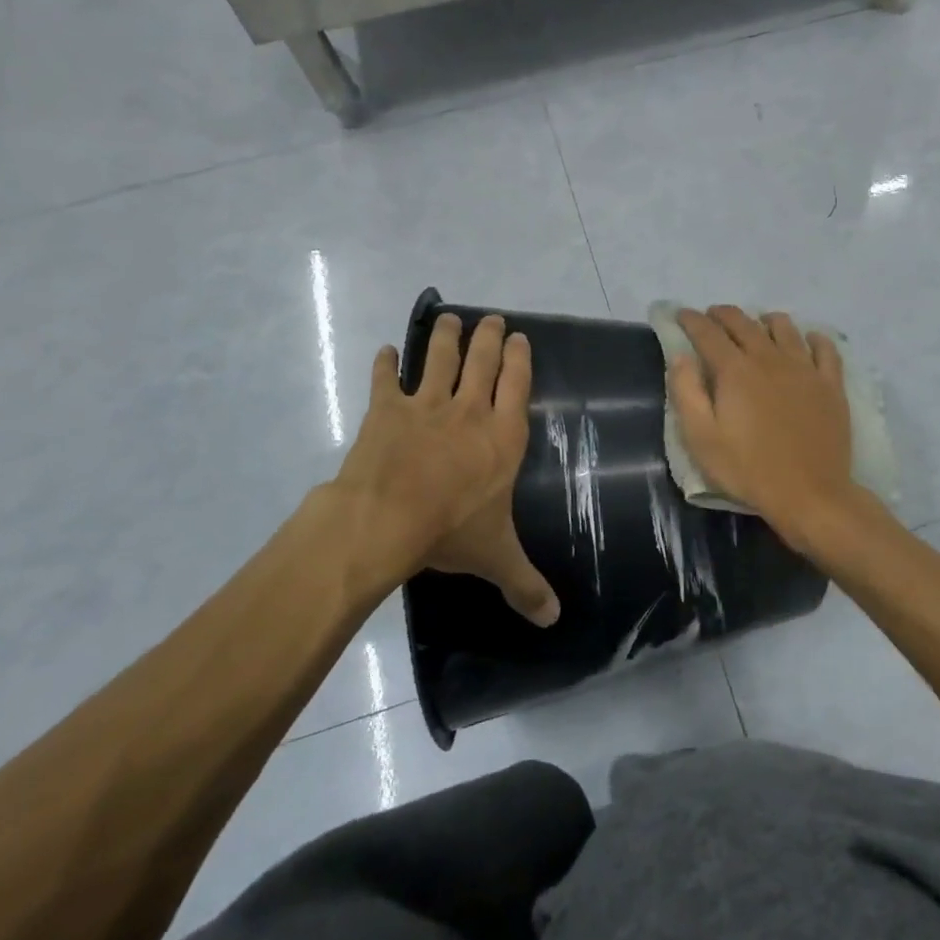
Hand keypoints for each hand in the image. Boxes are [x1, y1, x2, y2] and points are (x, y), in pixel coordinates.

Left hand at [330, 312, 559, 625]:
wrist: (385, 519)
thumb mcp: (496, 558)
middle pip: (482, 362)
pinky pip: (386, 380)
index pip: (518, 386)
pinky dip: (385, 364)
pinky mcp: (386, 411)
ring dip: (445, 337)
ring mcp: (426, 407)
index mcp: (502, 437)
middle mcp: (470, 412)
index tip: (520, 337)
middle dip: (489, 337)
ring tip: (448, 319)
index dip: (520, 359)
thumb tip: (554, 620)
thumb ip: (526, 584)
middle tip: (492, 319)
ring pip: (440, 360)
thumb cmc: (450, 531)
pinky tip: (385, 352)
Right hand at [667, 306, 860, 546]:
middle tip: (712, 317)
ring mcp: (805, 369)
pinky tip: (809, 340)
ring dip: (765, 320)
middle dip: (723, 315)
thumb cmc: (748, 469)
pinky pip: (825, 348)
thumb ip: (686, 392)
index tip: (682, 314)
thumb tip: (681, 356)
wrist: (810, 494)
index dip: (692, 320)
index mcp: (735, 371)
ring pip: (785, 328)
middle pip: (744, 323)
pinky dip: (813, 338)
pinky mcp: (831, 385)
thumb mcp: (701, 439)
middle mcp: (770, 358)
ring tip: (757, 324)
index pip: (708, 333)